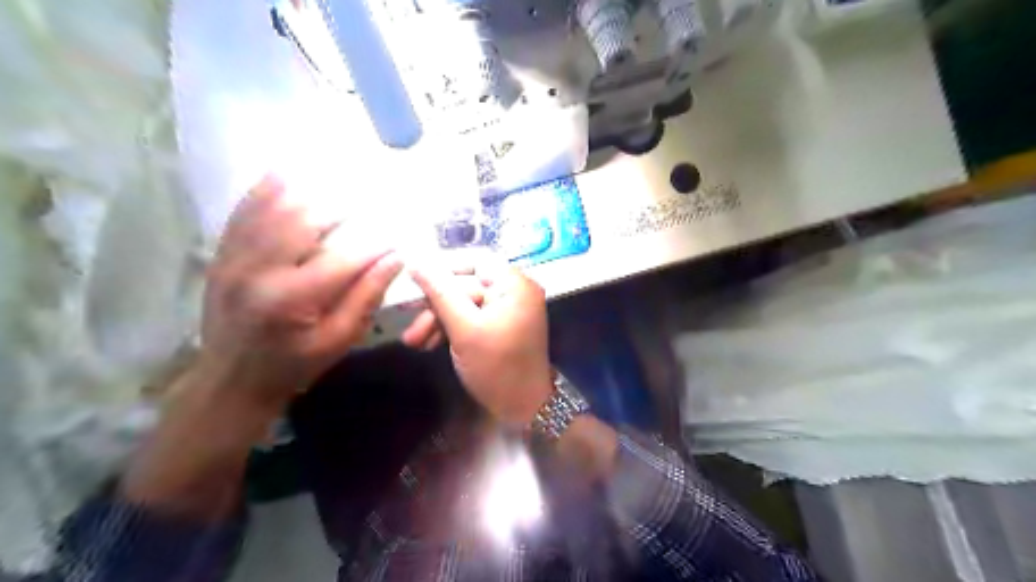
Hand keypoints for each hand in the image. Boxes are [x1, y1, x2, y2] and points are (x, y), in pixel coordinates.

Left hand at [198, 175, 403, 410]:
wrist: (231, 379)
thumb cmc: (293, 364)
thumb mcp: (338, 340)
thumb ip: (365, 297)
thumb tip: (395, 259)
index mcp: (292, 299)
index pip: (344, 258)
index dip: (375, 244)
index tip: (397, 234)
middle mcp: (259, 270)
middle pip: (304, 221)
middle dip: (341, 206)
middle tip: (367, 196)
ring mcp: (235, 258)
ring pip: (272, 209)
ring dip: (306, 189)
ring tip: (333, 177)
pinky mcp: (222, 255)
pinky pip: (242, 213)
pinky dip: (264, 191)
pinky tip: (284, 173)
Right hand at [409, 261, 553, 424]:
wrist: (523, 408)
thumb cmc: (497, 367)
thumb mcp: (464, 329)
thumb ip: (440, 293)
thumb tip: (415, 262)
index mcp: (514, 284)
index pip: (475, 260)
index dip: (443, 267)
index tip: (412, 279)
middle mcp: (514, 290)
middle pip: (466, 284)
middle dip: (435, 304)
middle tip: (408, 318)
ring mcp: (507, 309)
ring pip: (464, 303)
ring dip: (438, 319)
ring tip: (414, 341)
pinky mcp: (499, 325)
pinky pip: (471, 317)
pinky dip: (450, 328)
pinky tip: (428, 344)